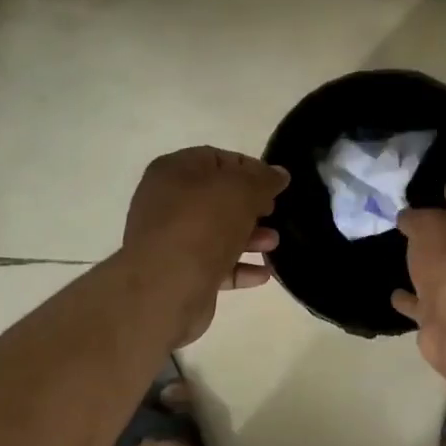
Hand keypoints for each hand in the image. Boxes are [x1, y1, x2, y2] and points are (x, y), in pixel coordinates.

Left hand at [123, 147, 288, 344]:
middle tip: (275, 214)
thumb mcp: (242, 190)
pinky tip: (263, 274)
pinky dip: (239, 267)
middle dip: (251, 207)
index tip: (276, 185)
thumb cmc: (203, 224)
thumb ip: (264, 179)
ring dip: (249, 238)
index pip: (217, 159)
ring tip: (274, 244)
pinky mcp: (178, 273)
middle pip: (217, 198)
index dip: (250, 169)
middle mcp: (166, 202)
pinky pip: (214, 264)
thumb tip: (279, 174)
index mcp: (174, 171)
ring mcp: (170, 239)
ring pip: (217, 232)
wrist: (166, 287)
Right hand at [394, 182, 445, 375]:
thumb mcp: (430, 225)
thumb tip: (408, 217)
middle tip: (419, 219)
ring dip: (427, 266)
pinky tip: (394, 292)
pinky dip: (411, 299)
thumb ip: (417, 218)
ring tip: (404, 254)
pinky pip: (425, 303)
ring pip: (444, 273)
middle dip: (444, 230)